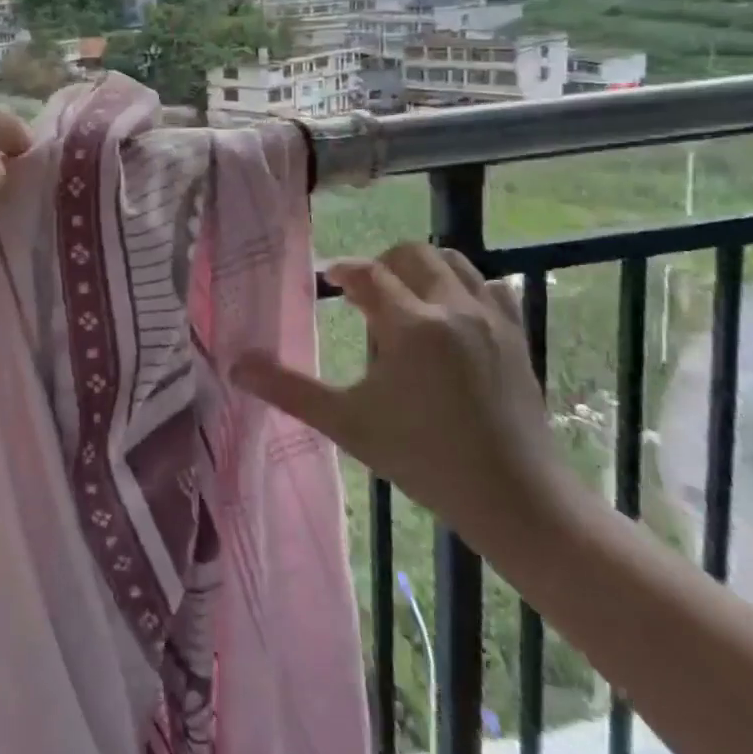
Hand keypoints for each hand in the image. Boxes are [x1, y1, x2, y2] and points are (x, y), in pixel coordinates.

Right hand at [232, 243, 577, 545]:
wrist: (516, 499)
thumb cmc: (424, 459)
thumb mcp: (347, 424)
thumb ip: (289, 389)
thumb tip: (235, 365)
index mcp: (410, 324)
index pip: (367, 273)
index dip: (342, 270)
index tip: (329, 280)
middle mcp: (451, 308)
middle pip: (412, 254)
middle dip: (383, 264)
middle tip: (366, 295)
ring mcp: (490, 319)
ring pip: (453, 262)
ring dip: (422, 269)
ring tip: (405, 301)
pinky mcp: (517, 335)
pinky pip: (490, 287)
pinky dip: (464, 287)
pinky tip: (451, 316)